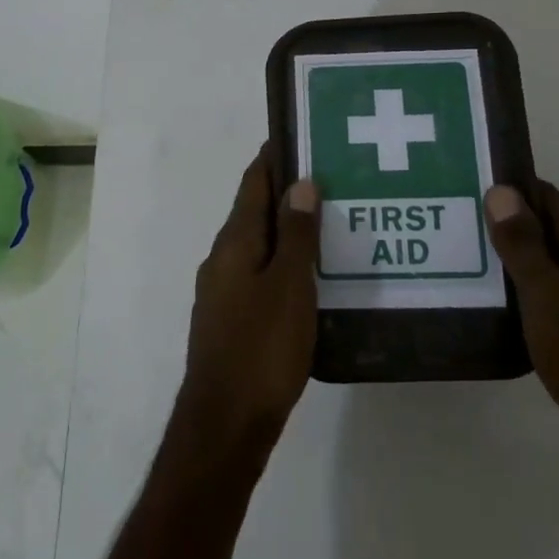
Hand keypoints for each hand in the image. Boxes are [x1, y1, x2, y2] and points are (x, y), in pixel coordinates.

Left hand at [175, 146, 319, 465]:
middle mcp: (223, 259)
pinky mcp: (233, 319)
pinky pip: (262, 275)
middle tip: (334, 178)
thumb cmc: (262, 348)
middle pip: (255, 212)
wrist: (227, 423)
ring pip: (260, 246)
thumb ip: (297, 235)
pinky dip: (286, 264)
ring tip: (333, 222)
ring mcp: (224, 291)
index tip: (302, 135)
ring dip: (290, 230)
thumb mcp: (289, 287)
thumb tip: (301, 183)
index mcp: (235, 243)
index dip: (274, 157)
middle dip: (288, 192)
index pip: (253, 183)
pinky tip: (314, 275)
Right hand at [484, 181, 558, 481]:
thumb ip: (523, 244)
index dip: (511, 188)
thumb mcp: (547, 296)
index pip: (548, 198)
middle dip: (507, 225)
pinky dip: (528, 294)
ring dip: (515, 262)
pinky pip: (556, 299)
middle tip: (457, 225)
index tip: (469, 186)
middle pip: (550, 231)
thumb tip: (503, 190)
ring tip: (467, 263)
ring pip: (551, 267)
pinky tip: (499, 308)